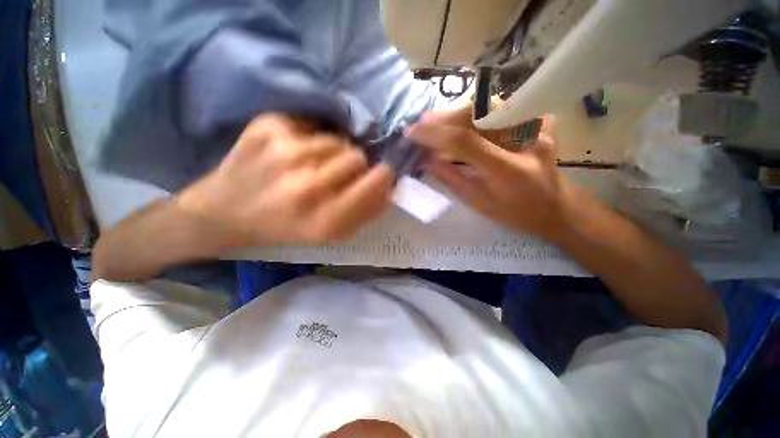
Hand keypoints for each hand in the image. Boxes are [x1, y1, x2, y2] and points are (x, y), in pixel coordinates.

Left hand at [176, 114, 393, 245]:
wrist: (225, 211)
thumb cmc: (285, 227)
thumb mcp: (331, 234)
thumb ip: (367, 212)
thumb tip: (391, 187)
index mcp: (325, 220)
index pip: (376, 181)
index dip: (383, 174)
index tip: (380, 173)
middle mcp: (307, 187)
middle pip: (357, 156)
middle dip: (353, 165)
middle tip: (335, 175)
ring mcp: (285, 153)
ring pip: (336, 140)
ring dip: (333, 152)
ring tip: (311, 165)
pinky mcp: (268, 127)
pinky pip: (312, 126)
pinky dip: (309, 139)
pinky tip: (291, 153)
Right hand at [408, 109, 573, 239]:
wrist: (557, 206)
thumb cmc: (517, 213)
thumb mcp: (480, 203)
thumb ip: (452, 179)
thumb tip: (426, 161)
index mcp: (508, 170)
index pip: (464, 141)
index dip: (434, 134)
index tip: (412, 133)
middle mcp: (524, 140)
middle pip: (476, 114)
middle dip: (443, 117)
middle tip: (421, 124)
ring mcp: (534, 126)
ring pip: (487, 106)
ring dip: (456, 113)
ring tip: (434, 123)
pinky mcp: (535, 120)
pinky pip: (497, 110)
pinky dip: (472, 115)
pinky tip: (457, 123)